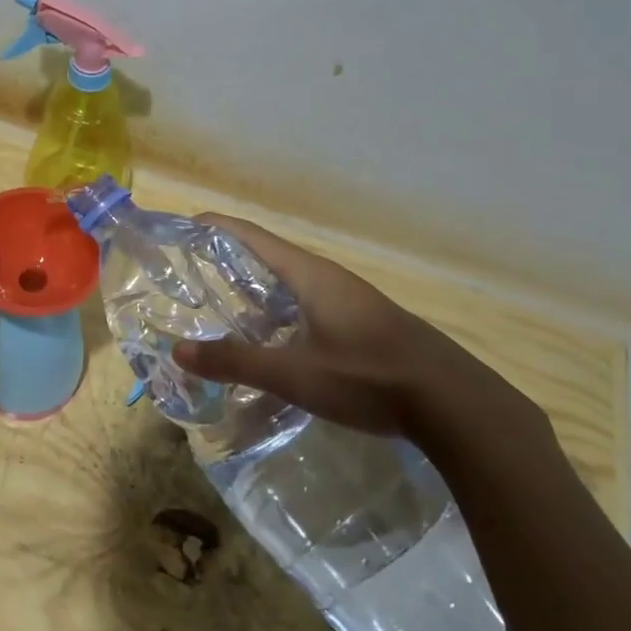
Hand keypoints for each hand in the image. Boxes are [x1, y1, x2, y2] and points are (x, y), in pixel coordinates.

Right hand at [174, 214, 559, 465]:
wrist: (452, 403)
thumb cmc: (367, 376)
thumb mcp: (294, 373)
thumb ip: (236, 361)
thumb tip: (179, 351)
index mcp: (309, 274)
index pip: (251, 236)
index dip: (215, 228)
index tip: (182, 227)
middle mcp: (327, 278)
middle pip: (268, 257)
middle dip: (227, 262)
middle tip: (188, 276)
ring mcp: (348, 301)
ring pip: (288, 286)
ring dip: (254, 292)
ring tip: (219, 310)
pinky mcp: (361, 325)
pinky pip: (306, 307)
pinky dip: (277, 314)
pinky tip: (269, 342)